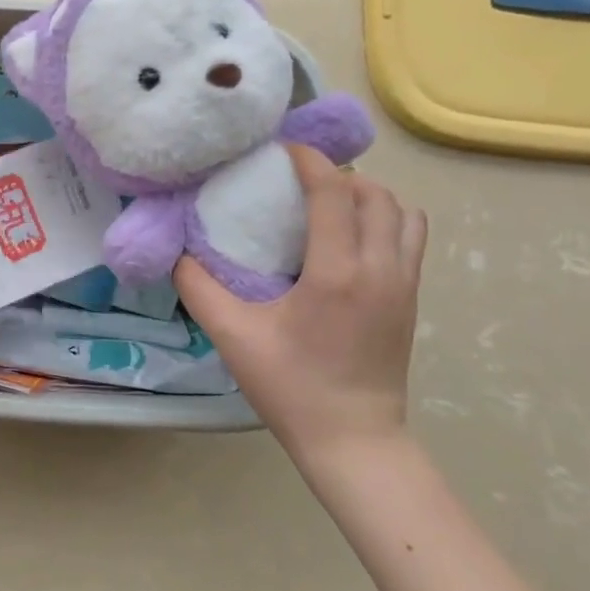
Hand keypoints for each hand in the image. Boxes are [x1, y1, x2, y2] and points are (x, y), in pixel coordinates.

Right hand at [175, 145, 426, 463]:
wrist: (353, 441)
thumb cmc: (290, 387)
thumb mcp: (231, 336)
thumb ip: (197, 286)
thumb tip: (177, 251)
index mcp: (337, 272)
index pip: (334, 191)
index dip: (309, 160)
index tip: (281, 150)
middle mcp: (380, 268)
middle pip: (375, 193)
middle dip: (338, 173)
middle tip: (297, 179)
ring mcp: (404, 284)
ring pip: (402, 212)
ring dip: (368, 195)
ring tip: (328, 203)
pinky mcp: (412, 300)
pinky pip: (410, 237)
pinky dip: (385, 219)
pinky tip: (349, 237)